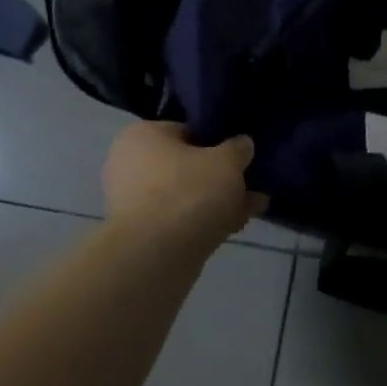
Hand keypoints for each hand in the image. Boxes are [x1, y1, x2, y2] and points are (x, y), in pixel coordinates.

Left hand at [102, 122, 267, 245]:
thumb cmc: (189, 191)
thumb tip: (242, 144)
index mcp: (142, 136)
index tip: (240, 154)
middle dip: (221, 175)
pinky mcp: (144, 235)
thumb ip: (238, 149)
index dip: (217, 141)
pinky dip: (207, 220)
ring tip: (255, 205)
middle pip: (187, 165)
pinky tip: (239, 224)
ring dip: (219, 200)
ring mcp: (134, 203)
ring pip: (187, 195)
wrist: (158, 255)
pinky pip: (182, 219)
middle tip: (251, 181)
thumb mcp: (227, 161)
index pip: (186, 130)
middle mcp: (131, 165)